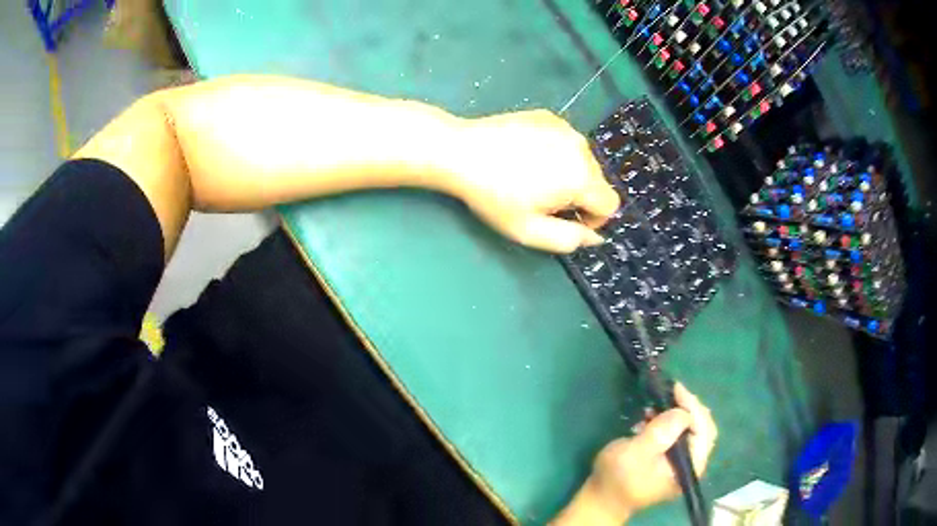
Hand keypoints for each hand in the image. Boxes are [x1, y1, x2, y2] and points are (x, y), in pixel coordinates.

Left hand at [445, 110, 619, 252]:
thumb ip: (568, 239)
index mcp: (582, 178)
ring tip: (533, 176)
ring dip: (569, 173)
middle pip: (597, 181)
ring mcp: (566, 128)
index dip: (594, 219)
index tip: (566, 220)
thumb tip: (595, 237)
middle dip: (579, 195)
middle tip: (543, 200)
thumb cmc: (494, 196)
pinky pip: (566, 142)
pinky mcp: (550, 117)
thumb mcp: (529, 231)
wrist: (460, 152)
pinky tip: (527, 156)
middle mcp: (582, 148)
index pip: (610, 204)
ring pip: (583, 160)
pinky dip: (557, 152)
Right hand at [552, 384, 717, 524]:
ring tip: (655, 407)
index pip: (704, 430)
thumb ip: (661, 432)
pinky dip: (668, 423)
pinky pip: (678, 436)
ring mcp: (683, 463)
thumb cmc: (617, 477)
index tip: (676, 388)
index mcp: (690, 466)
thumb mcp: (636, 452)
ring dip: (676, 415)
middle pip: (702, 428)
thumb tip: (682, 411)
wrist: (602, 499)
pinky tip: (650, 420)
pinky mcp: (671, 460)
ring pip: (691, 429)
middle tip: (670, 392)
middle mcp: (693, 464)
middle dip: (687, 408)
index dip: (693, 406)